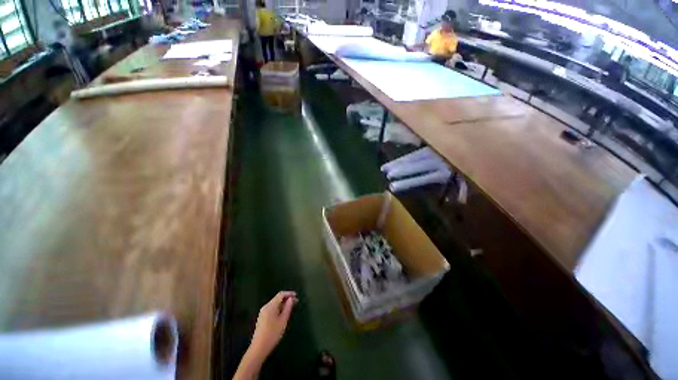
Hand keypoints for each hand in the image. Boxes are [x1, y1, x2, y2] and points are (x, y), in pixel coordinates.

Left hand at [250, 291, 297, 358]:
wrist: (259, 348)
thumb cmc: (272, 334)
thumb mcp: (283, 321)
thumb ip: (288, 308)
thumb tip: (291, 299)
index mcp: (270, 306)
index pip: (281, 294)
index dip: (289, 293)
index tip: (296, 296)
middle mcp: (266, 307)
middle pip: (277, 299)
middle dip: (287, 299)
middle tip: (296, 302)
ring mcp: (263, 313)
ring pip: (275, 304)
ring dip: (283, 304)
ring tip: (291, 308)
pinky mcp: (262, 318)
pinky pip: (272, 309)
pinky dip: (279, 309)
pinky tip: (283, 314)